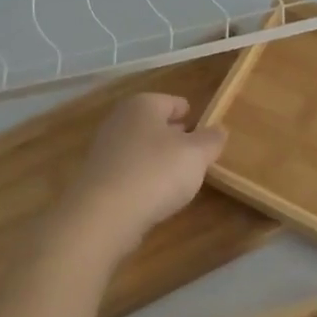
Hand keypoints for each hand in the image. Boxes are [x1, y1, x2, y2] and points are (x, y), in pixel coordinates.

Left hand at [59, 93, 227, 249]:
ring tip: (179, 177)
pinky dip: (143, 178)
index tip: (206, 132)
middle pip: (155, 124)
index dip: (192, 116)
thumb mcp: (196, 154)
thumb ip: (211, 139)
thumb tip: (219, 130)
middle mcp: (120, 120)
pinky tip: (155, 195)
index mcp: (143, 105)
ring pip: (141, 148)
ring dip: (158, 159)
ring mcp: (105, 149)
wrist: (103, 215)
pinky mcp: (98, 178)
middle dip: (175, 136)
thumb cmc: (156, 172)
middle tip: (196, 154)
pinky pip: (129, 171)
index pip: (174, 102)